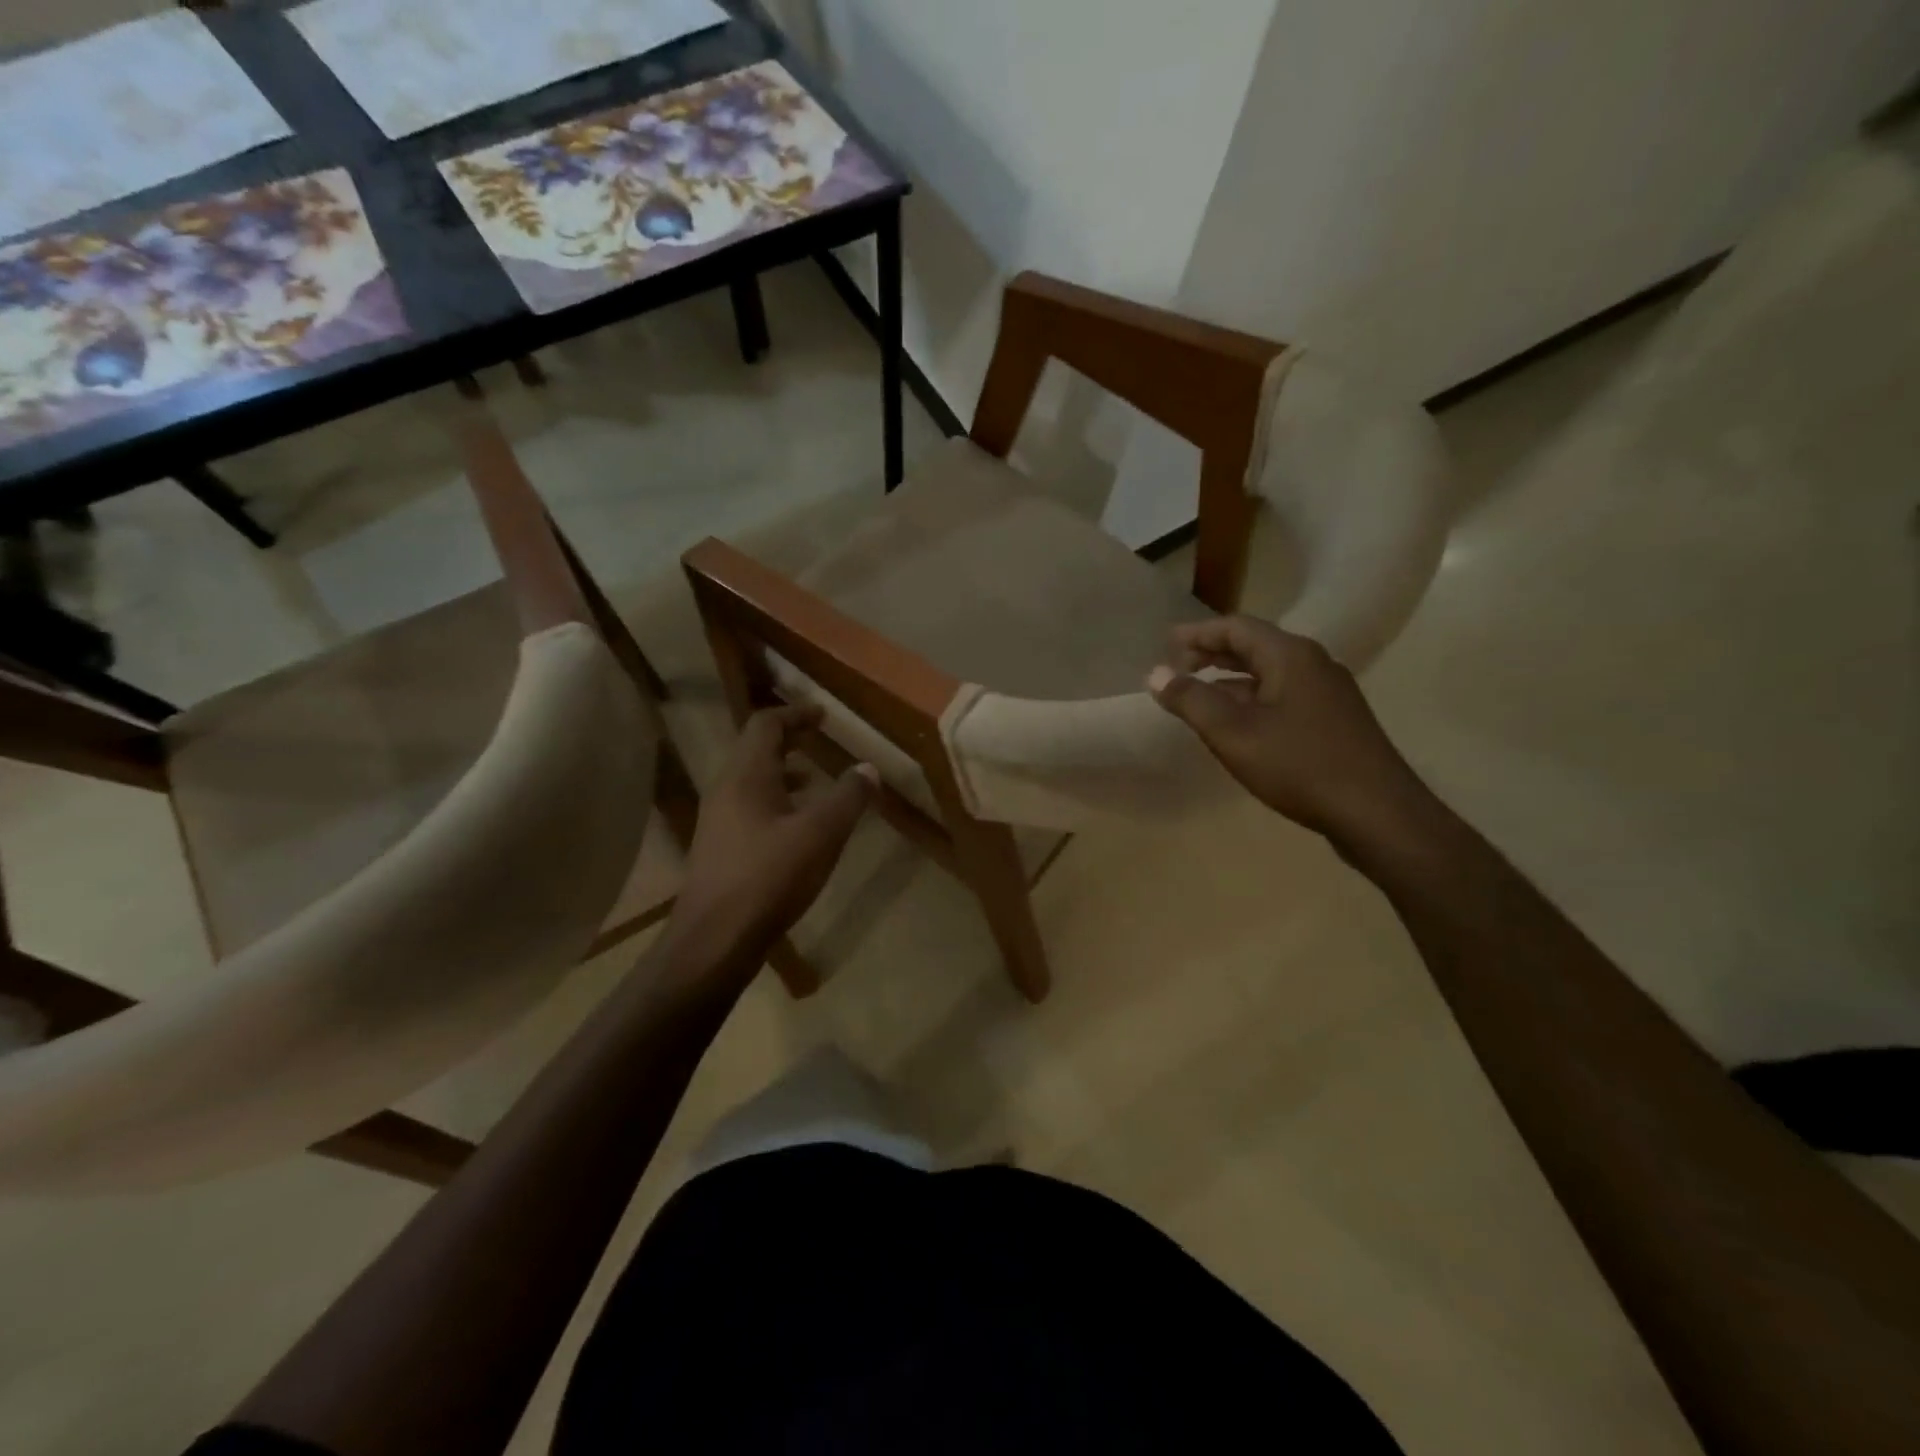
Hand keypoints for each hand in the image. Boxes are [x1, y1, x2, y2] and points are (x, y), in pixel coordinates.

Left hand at [664, 705, 875, 966]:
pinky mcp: (719, 848)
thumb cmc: (770, 877)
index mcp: (746, 776)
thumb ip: (848, 797)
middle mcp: (726, 790)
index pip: (766, 725)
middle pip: (755, 749)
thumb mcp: (821, 834)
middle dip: (789, 740)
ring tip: (814, 781)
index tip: (823, 715)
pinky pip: (749, 807)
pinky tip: (797, 828)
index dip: (795, 714)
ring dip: (782, 772)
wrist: (715, 939)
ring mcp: (718, 820)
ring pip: (751, 781)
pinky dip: (775, 801)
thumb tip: (868, 768)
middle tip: (819, 738)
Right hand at [1147, 617, 1435, 848]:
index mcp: (1290, 655)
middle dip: (1212, 653)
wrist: (1377, 813)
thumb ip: (1191, 700)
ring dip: (1230, 679)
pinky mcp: (1334, 720)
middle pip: (1254, 646)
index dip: (1196, 634)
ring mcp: (1328, 693)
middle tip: (1177, 667)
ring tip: (1198, 695)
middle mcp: (1313, 664)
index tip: (1164, 645)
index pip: (1235, 627)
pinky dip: (1251, 699)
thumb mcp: (1233, 733)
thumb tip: (1156, 674)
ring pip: (1269, 673)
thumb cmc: (1299, 765)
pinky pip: (1283, 696)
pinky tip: (1237, 724)